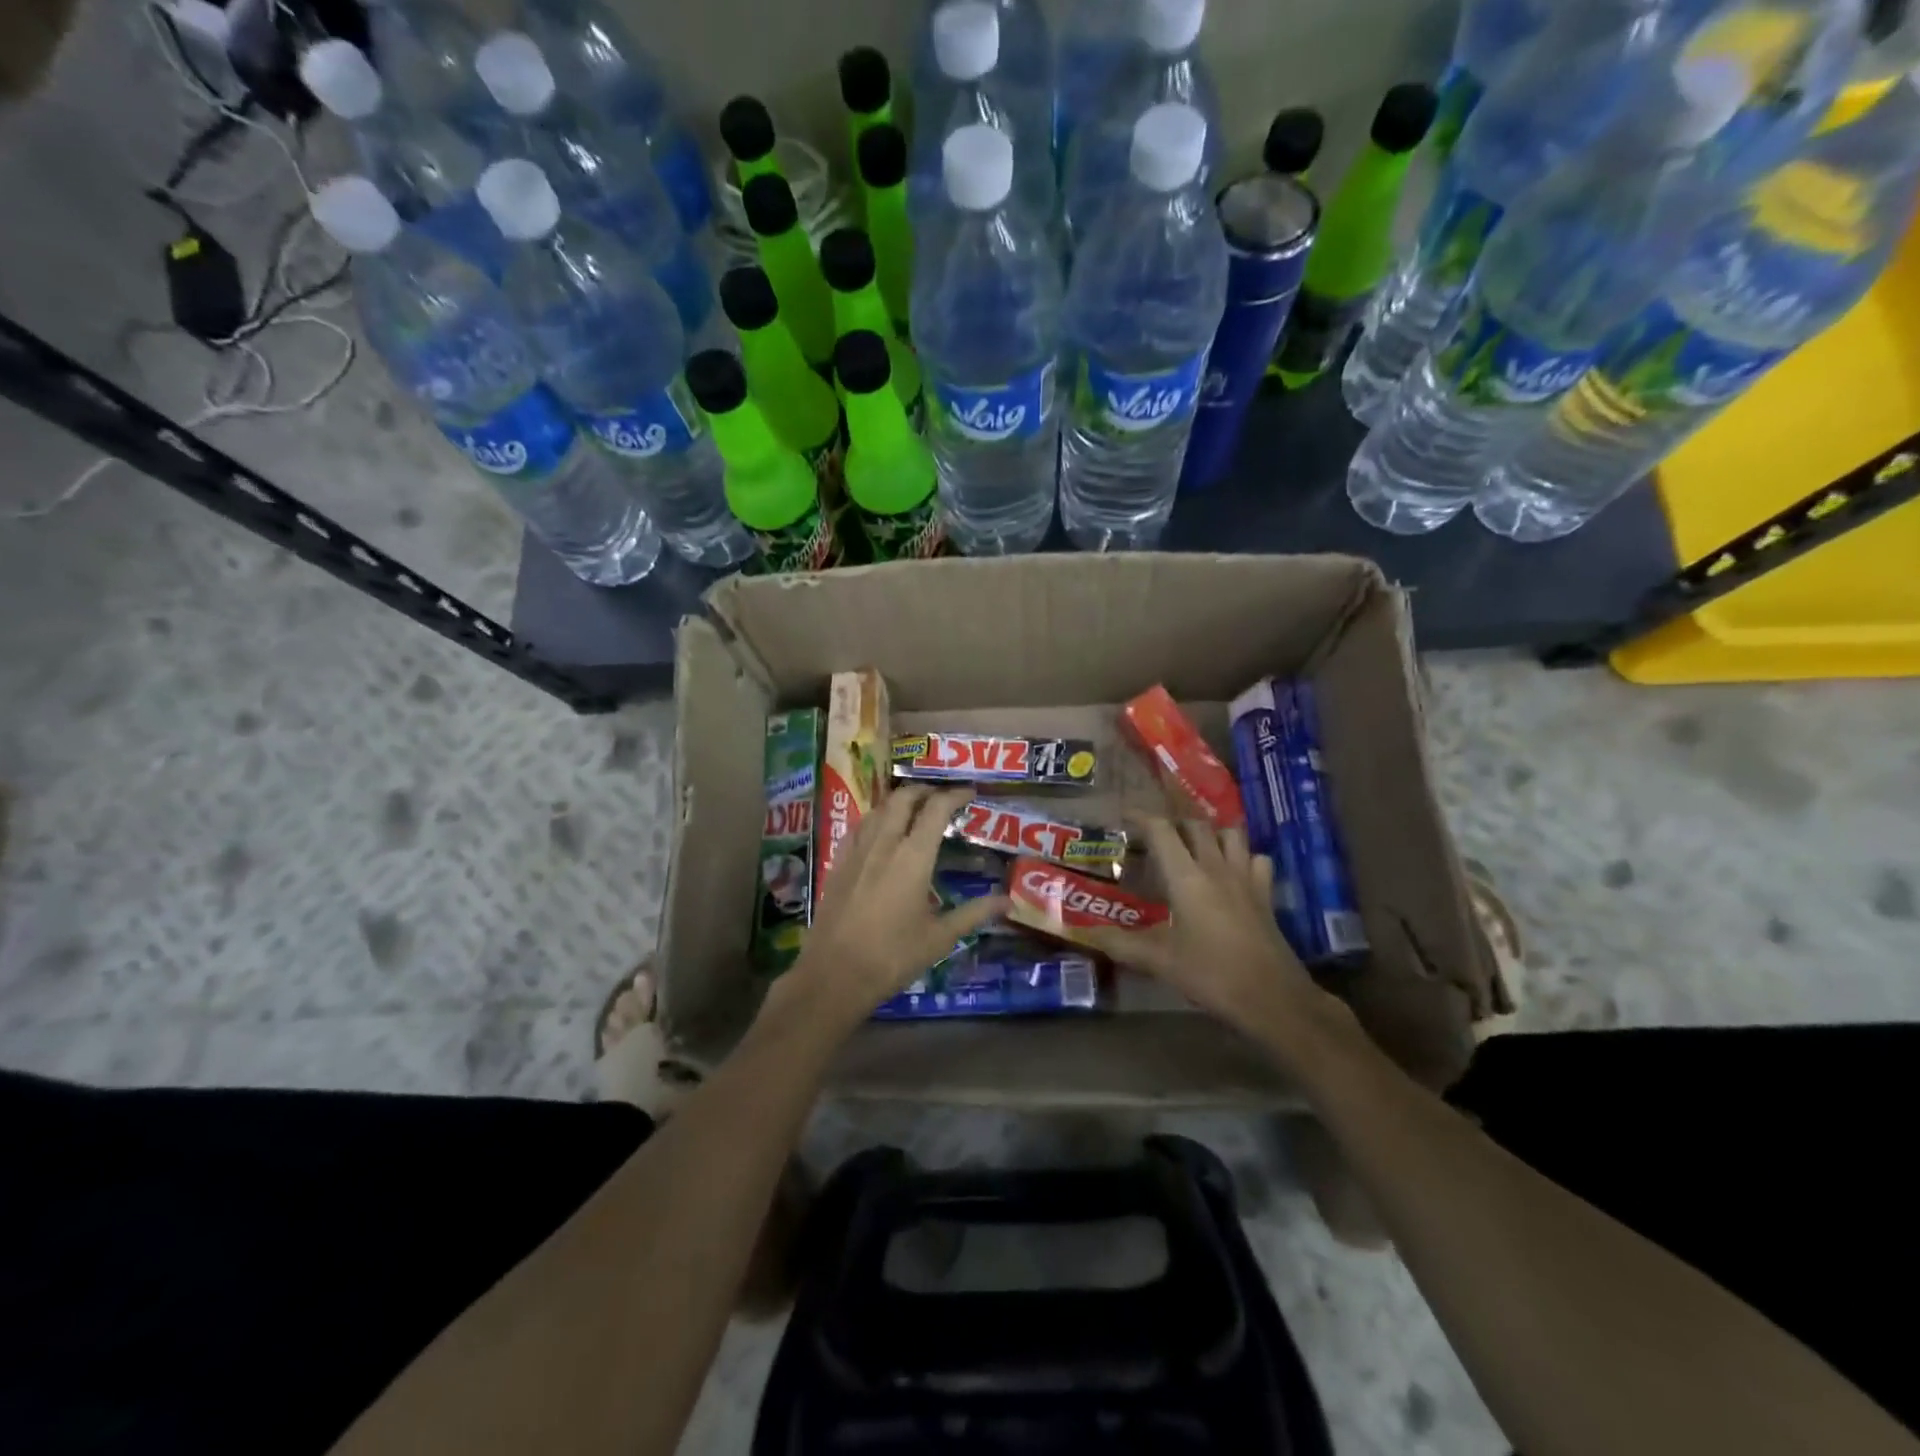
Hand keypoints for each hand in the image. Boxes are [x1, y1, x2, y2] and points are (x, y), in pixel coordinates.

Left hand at [785, 786, 1008, 1025]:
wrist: (833, 974)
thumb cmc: (892, 956)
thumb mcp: (940, 938)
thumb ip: (974, 914)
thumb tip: (1008, 901)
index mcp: (913, 857)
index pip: (936, 809)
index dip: (955, 795)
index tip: (970, 793)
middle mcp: (884, 844)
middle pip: (903, 798)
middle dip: (925, 791)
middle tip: (941, 798)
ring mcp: (856, 851)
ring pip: (878, 809)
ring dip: (898, 801)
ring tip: (913, 810)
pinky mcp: (838, 864)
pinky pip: (859, 827)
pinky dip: (875, 818)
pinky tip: (879, 833)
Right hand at [1080, 814, 1319, 1033]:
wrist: (1273, 998)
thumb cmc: (1212, 975)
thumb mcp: (1160, 962)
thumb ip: (1122, 944)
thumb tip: (1089, 934)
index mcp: (1187, 878)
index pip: (1162, 831)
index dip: (1141, 818)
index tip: (1125, 817)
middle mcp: (1217, 868)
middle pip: (1196, 826)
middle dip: (1174, 823)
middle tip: (1156, 837)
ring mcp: (1246, 878)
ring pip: (1231, 835)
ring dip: (1211, 833)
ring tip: (1194, 847)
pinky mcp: (1266, 895)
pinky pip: (1256, 859)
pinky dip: (1243, 856)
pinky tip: (1232, 872)